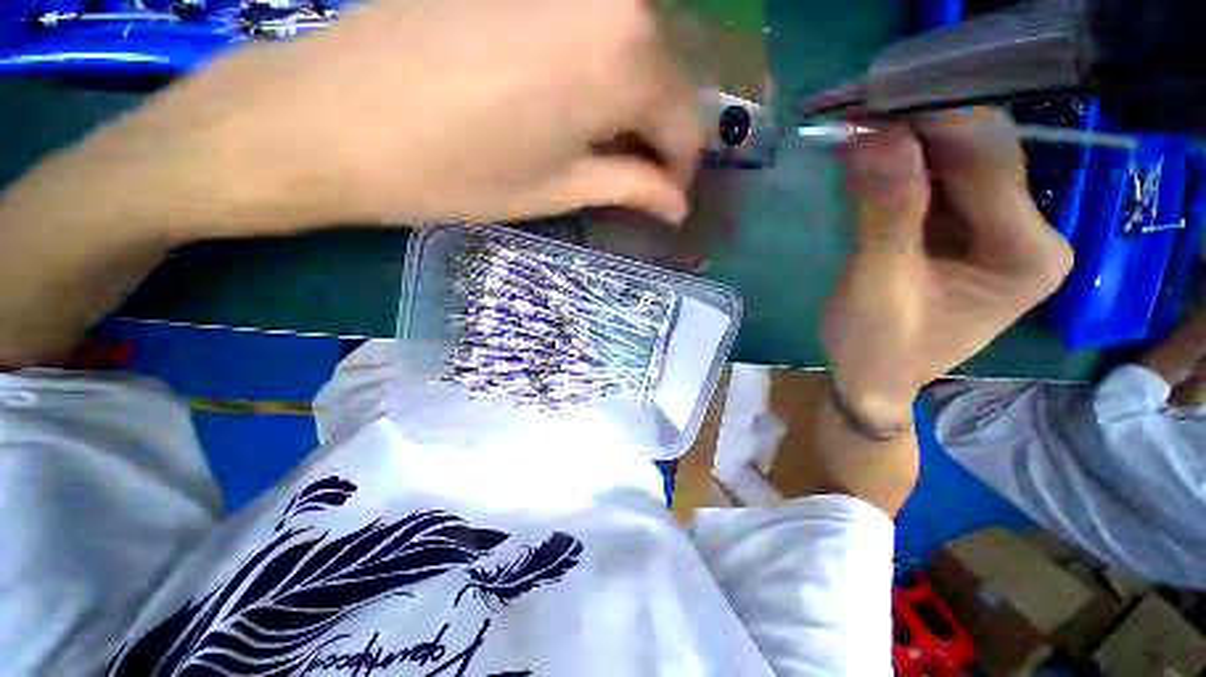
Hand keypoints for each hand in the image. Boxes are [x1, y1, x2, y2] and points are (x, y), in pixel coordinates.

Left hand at [115, 0, 701, 238]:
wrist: (333, 117)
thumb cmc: (458, 172)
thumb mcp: (559, 189)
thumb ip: (631, 186)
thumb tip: (677, 204)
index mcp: (625, 56)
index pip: (687, 124)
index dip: (681, 171)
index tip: (668, 201)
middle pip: (666, 79)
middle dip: (661, 137)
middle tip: (642, 179)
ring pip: (633, 50)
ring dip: (633, 105)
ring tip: (609, 148)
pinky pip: (592, 26)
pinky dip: (601, 71)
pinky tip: (575, 103)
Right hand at [822, 109, 1073, 426]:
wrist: (874, 380)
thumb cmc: (876, 348)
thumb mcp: (875, 286)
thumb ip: (884, 215)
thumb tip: (876, 136)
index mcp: (1027, 254)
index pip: (987, 160)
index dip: (931, 124)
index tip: (870, 107)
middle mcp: (1030, 234)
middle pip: (977, 156)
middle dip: (916, 133)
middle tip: (854, 121)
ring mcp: (1002, 231)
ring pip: (956, 165)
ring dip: (905, 149)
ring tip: (854, 141)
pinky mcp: (972, 233)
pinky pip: (940, 184)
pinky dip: (902, 171)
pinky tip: (869, 169)